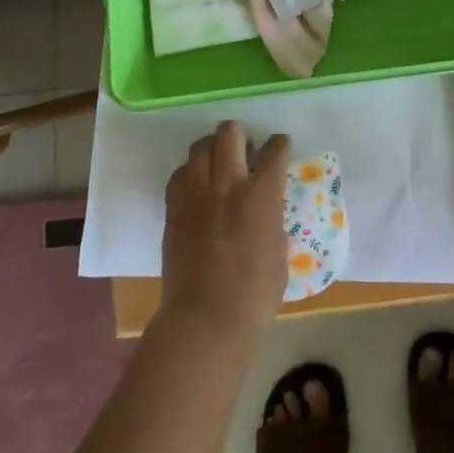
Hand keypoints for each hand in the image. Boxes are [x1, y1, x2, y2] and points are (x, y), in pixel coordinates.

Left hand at [158, 121, 290, 347]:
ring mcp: (196, 194)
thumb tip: (267, 214)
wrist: (206, 319)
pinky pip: (179, 173)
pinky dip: (190, 172)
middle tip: (245, 150)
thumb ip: (273, 223)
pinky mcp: (174, 208)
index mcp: (262, 195)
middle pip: (230, 133)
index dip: (279, 144)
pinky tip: (197, 186)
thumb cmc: (255, 295)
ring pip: (200, 146)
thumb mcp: (279, 253)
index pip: (274, 150)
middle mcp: (228, 183)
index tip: (280, 146)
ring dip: (213, 149)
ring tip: (218, 163)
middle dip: (241, 134)